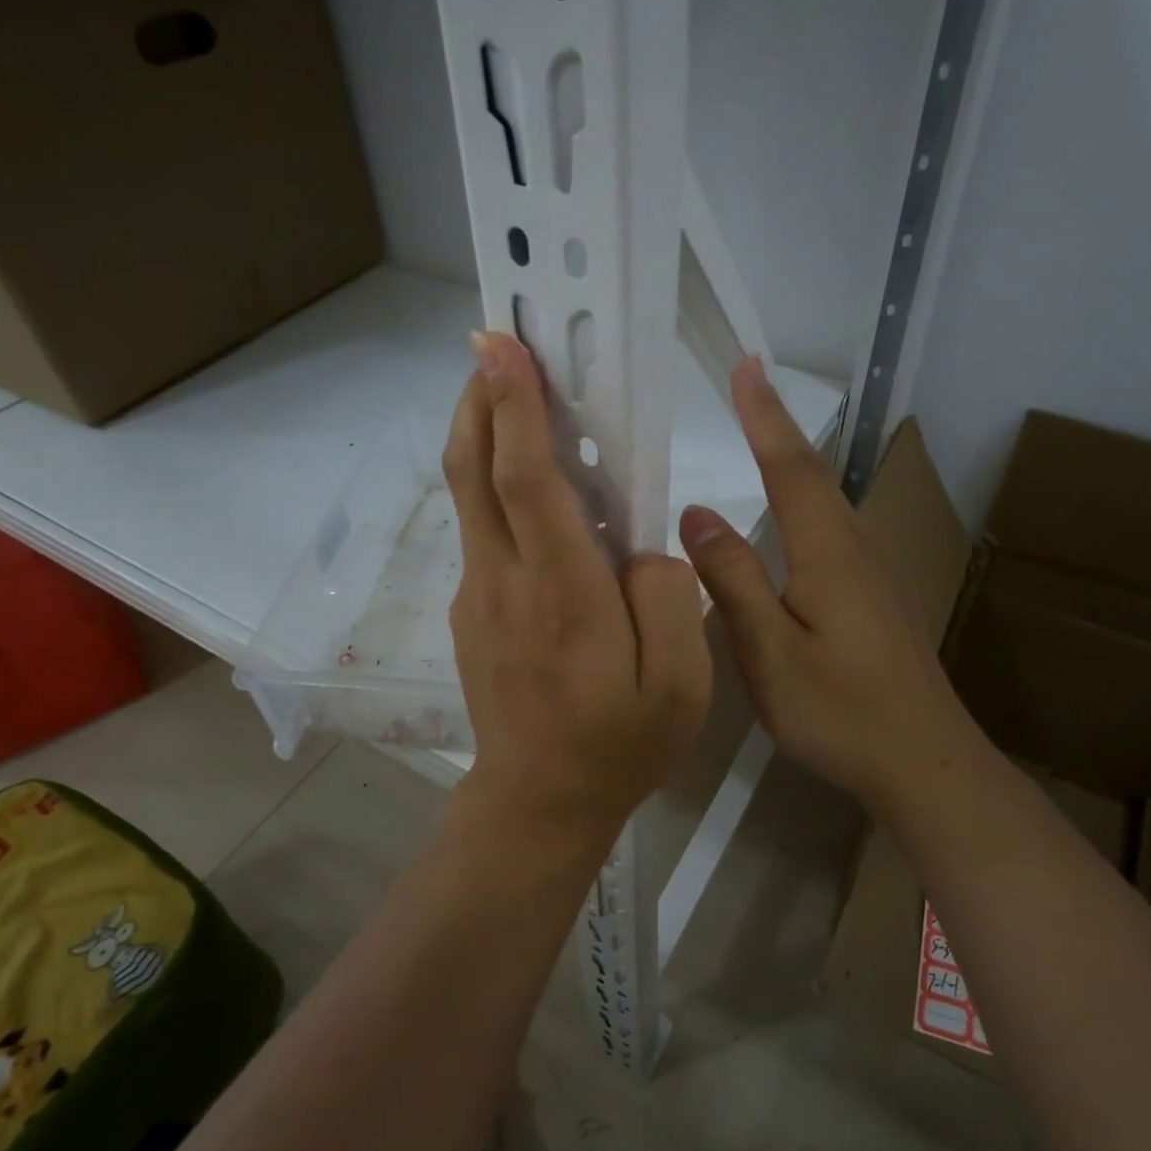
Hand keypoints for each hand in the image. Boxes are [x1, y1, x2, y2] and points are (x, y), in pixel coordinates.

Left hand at [443, 332, 712, 844]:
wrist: (538, 804)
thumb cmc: (618, 746)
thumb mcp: (680, 684)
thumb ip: (671, 598)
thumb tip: (642, 547)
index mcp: (562, 593)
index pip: (526, 480)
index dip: (513, 406)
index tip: (502, 347)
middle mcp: (505, 581)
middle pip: (473, 470)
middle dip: (478, 398)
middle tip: (494, 347)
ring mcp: (479, 595)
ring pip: (470, 496)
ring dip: (483, 435)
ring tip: (516, 396)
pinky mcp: (474, 610)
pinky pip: (483, 531)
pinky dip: (497, 487)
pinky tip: (537, 490)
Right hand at [679, 359, 969, 814]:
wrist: (925, 762)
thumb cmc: (840, 710)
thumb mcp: (769, 650)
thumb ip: (735, 579)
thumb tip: (697, 513)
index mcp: (829, 551)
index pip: (790, 467)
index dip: (765, 415)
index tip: (746, 365)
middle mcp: (856, 547)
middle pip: (814, 473)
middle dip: (778, 424)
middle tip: (747, 383)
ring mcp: (873, 571)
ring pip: (828, 499)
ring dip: (793, 458)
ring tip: (762, 432)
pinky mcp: (877, 595)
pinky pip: (834, 526)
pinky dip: (806, 497)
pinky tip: (794, 513)